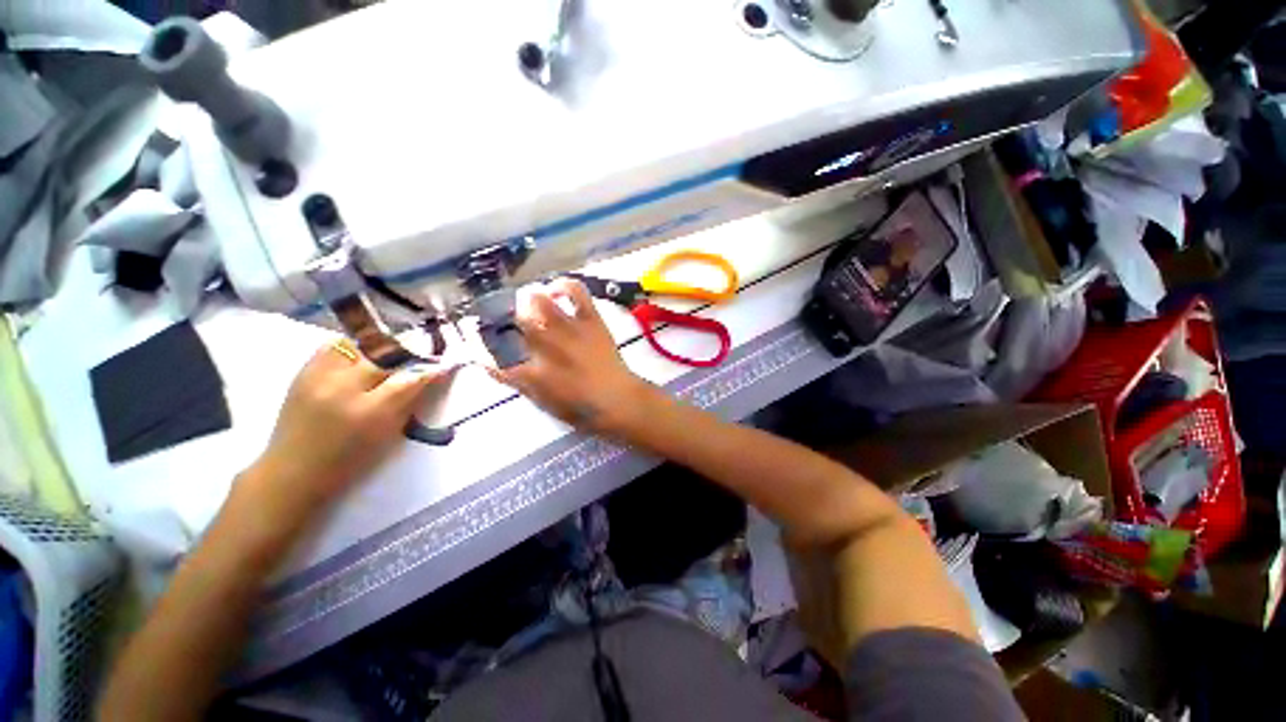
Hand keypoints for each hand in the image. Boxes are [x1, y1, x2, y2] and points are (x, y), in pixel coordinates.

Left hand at [244, 343, 458, 519]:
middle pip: (387, 356)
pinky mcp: (303, 372)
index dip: (433, 369)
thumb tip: (431, 377)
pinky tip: (362, 354)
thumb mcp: (388, 434)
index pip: (412, 380)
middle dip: (411, 352)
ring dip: (381, 346)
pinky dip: (354, 346)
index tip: (448, 363)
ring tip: (391, 352)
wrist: (293, 471)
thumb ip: (410, 402)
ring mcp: (319, 377)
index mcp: (370, 413)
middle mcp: (344, 389)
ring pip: (360, 344)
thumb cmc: (348, 461)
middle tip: (424, 354)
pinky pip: (335, 346)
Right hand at [492, 278, 656, 435]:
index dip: (478, 344)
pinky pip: (575, 291)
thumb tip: (497, 364)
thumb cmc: (580, 409)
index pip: (489, 353)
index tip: (475, 339)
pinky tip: (556, 290)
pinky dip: (564, 285)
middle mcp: (542, 346)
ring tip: (533, 306)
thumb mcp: (541, 401)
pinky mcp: (589, 319)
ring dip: (529, 302)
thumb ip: (517, 380)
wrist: (617, 400)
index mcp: (527, 372)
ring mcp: (567, 329)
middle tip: (510, 321)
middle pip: (510, 320)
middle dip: (504, 318)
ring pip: (536, 301)